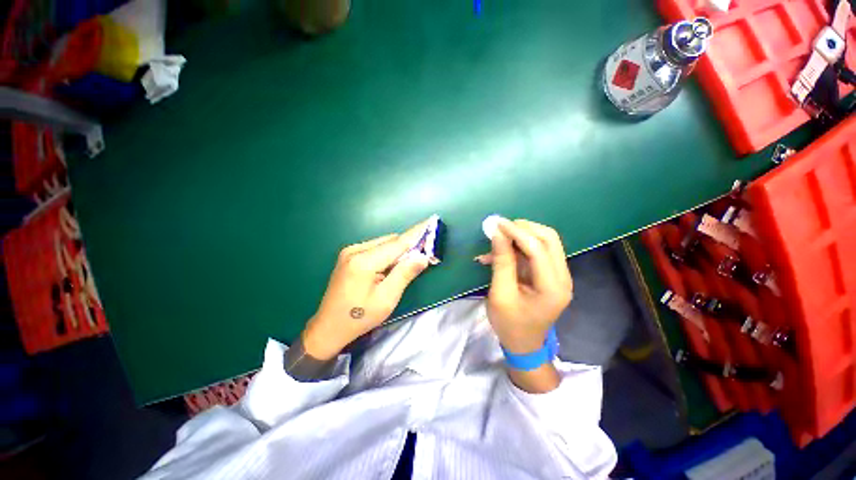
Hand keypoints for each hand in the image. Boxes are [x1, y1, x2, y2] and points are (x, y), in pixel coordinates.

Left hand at [302, 219, 431, 359]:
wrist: (329, 328)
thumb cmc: (359, 317)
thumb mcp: (387, 299)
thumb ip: (404, 274)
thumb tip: (422, 256)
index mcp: (363, 261)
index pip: (397, 243)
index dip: (416, 234)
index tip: (431, 222)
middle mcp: (355, 250)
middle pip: (390, 241)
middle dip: (408, 245)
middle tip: (424, 254)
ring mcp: (349, 251)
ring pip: (383, 243)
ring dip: (398, 250)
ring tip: (408, 263)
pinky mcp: (348, 255)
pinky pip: (375, 248)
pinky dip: (388, 253)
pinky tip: (391, 266)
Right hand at [482, 218, 572, 354]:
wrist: (523, 345)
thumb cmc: (510, 324)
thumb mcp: (501, 294)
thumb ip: (501, 263)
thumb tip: (498, 233)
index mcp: (552, 287)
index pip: (538, 249)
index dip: (517, 232)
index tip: (496, 224)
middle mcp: (562, 277)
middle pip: (549, 239)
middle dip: (523, 228)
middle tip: (500, 227)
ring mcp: (559, 275)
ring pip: (545, 242)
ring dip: (521, 235)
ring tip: (498, 238)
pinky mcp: (550, 275)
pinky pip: (537, 251)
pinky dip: (519, 247)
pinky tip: (500, 252)